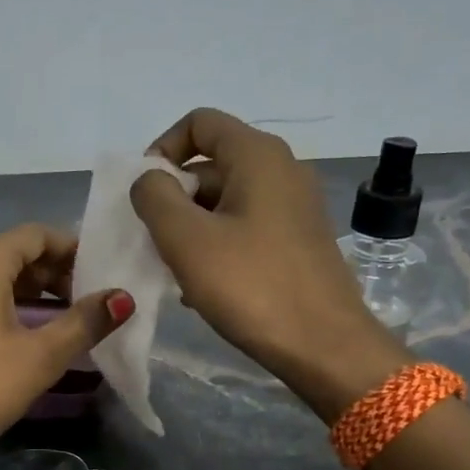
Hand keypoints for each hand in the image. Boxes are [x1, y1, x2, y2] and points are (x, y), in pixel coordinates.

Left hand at [0, 225, 131, 469]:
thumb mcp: (38, 357)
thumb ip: (83, 323)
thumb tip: (123, 297)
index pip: (36, 235)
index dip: (73, 249)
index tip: (103, 275)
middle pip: (13, 252)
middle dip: (54, 271)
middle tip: (88, 302)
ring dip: (30, 290)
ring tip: (62, 320)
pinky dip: (3, 304)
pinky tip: (19, 335)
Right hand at [131, 108, 408, 420]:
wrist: (324, 346)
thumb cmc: (251, 285)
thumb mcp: (186, 239)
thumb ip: (154, 197)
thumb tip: (149, 180)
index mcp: (258, 156)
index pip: (199, 123)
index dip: (162, 149)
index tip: (145, 194)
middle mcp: (282, 170)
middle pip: (210, 163)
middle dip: (173, 197)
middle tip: (154, 241)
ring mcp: (294, 207)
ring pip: (225, 200)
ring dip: (190, 228)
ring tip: (175, 270)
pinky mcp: (298, 241)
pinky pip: (244, 227)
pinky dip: (216, 245)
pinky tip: (202, 287)